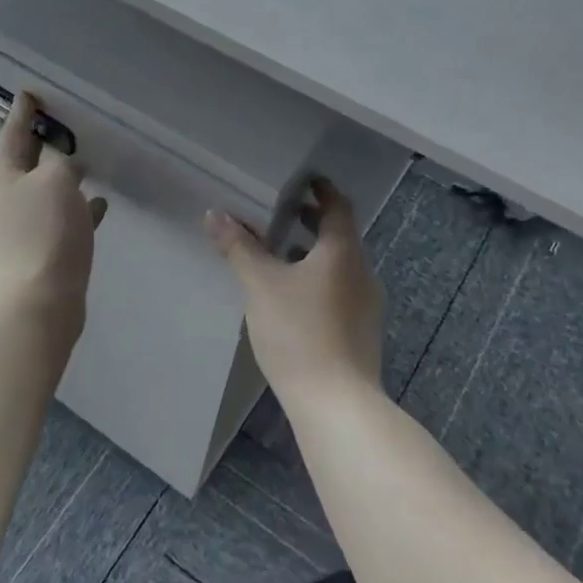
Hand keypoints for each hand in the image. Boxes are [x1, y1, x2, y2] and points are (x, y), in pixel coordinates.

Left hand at [0, 92, 106, 325]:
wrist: (39, 300)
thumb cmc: (45, 231)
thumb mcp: (56, 181)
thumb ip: (62, 164)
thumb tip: (66, 168)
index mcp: (2, 177)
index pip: (12, 135)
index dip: (23, 113)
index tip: (29, 94)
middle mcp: (6, 200)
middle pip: (26, 164)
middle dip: (43, 145)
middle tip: (61, 125)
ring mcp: (21, 228)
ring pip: (46, 192)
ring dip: (64, 178)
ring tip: (86, 163)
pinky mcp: (41, 251)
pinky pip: (61, 220)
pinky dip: (78, 209)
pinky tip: (99, 205)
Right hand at [205, 179, 382, 409]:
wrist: (336, 402)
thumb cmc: (298, 332)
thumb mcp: (260, 285)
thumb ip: (239, 248)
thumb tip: (215, 214)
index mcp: (343, 252)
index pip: (339, 207)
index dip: (322, 190)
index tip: (304, 180)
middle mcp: (362, 272)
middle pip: (340, 235)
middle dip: (313, 221)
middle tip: (282, 213)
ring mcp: (367, 304)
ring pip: (340, 265)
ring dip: (314, 253)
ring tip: (280, 254)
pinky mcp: (361, 331)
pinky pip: (340, 289)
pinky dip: (319, 279)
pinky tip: (293, 297)